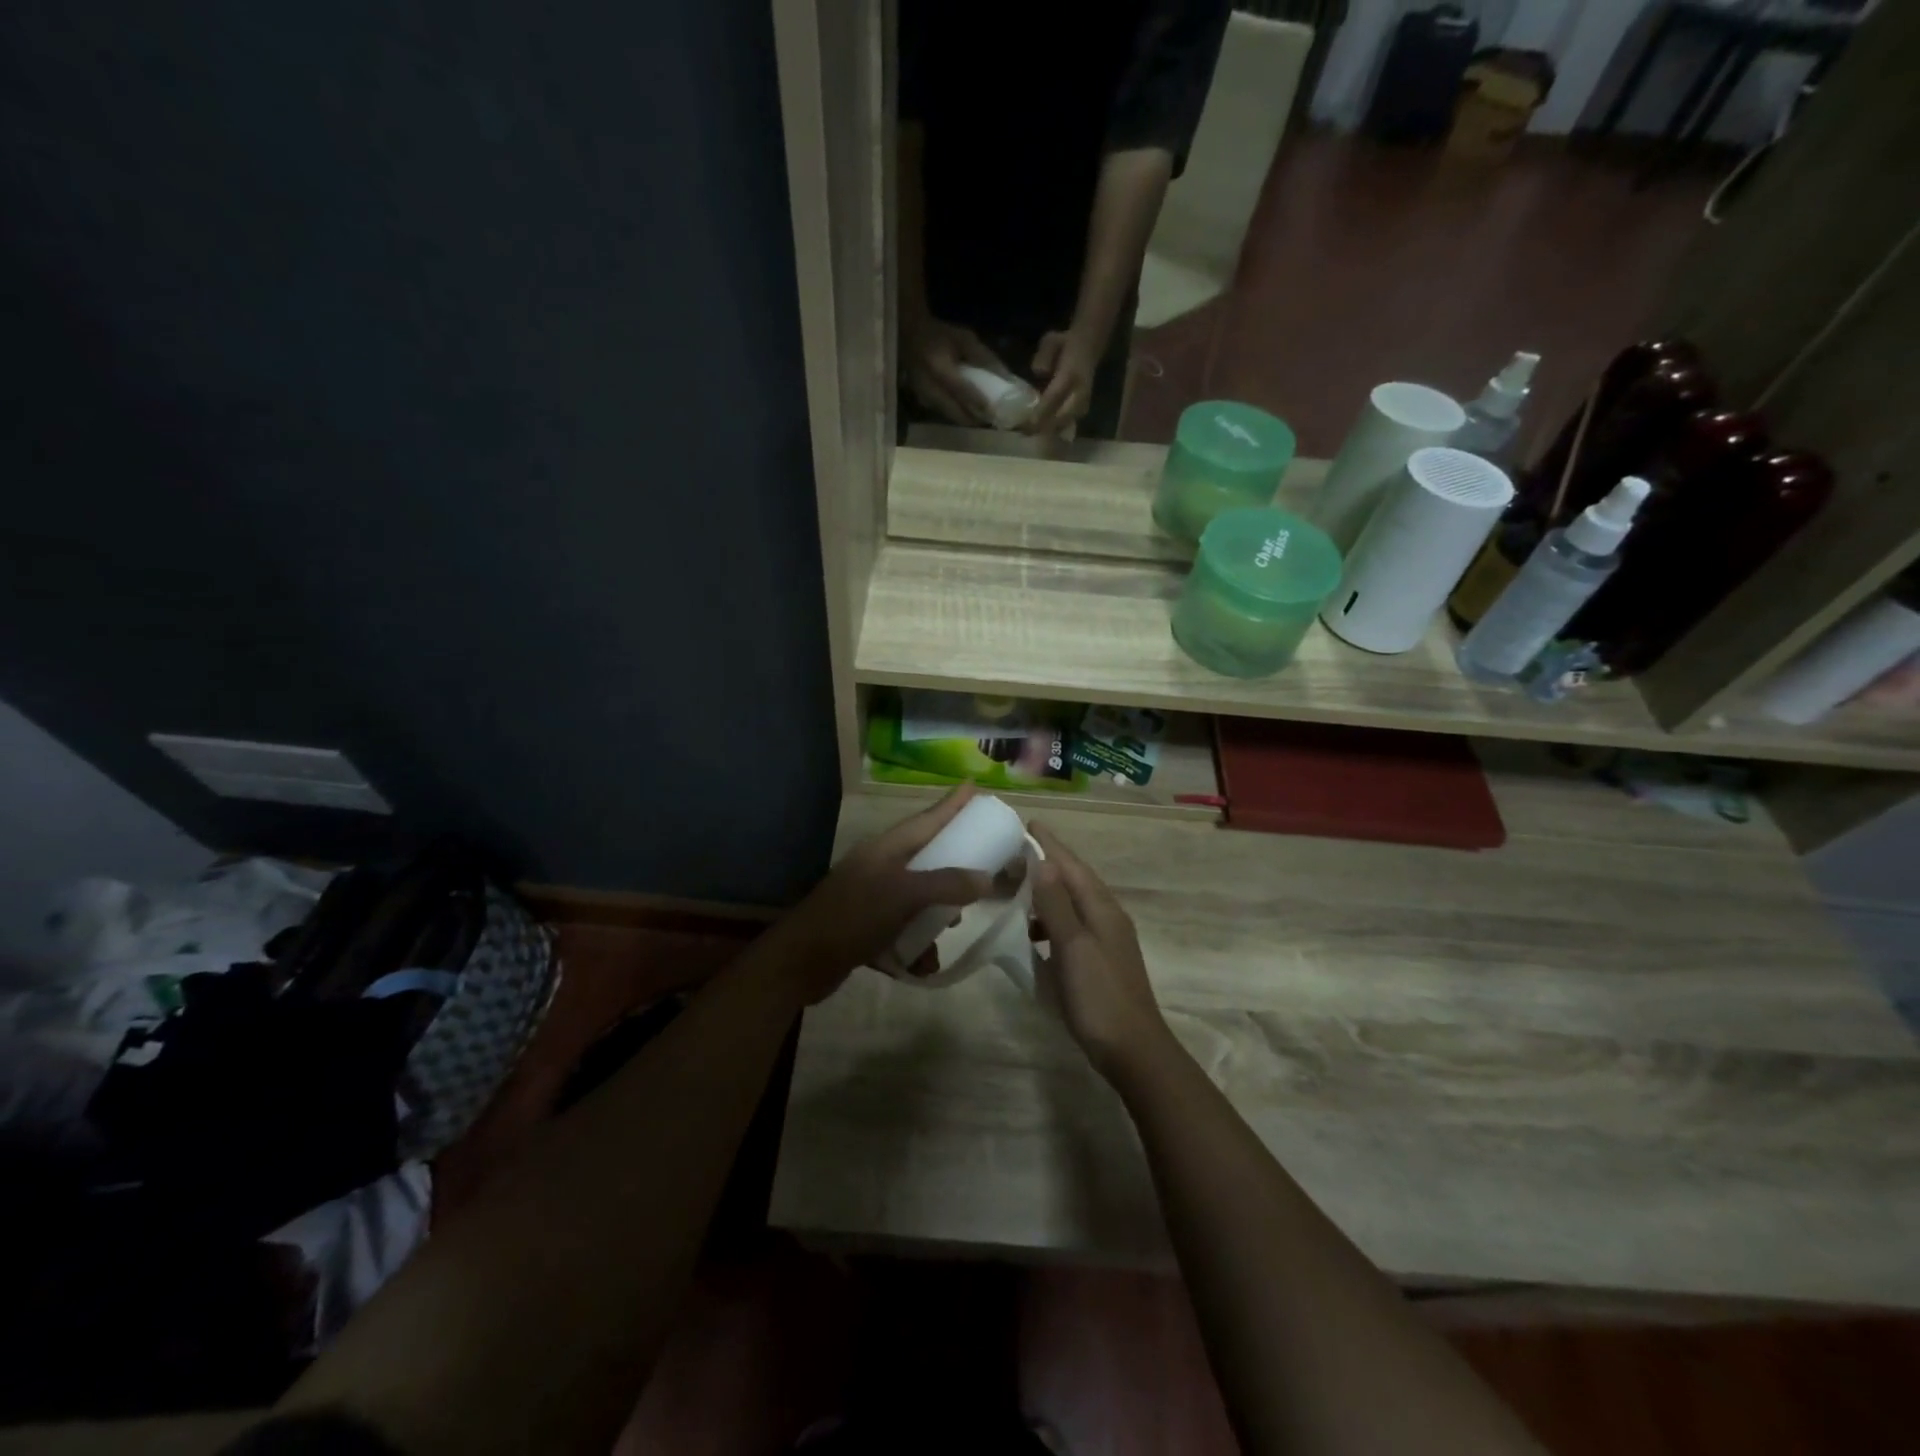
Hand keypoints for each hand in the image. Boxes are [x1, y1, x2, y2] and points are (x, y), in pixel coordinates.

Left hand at [778, 787, 995, 1003]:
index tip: (973, 786)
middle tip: (982, 872)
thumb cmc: (853, 917)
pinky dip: (914, 947)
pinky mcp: (866, 928)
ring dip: (935, 918)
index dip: (951, 804)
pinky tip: (921, 967)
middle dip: (953, 869)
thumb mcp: (903, 896)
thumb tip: (985, 878)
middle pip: (926, 858)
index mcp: (886, 849)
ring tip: (951, 929)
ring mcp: (871, 897)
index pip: (926, 819)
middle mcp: (879, 867)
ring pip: (917, 899)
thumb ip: (946, 884)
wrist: (800, 962)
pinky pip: (902, 931)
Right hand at [905, 316, 1013, 426]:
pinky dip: (958, 415)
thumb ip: (983, 357)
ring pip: (950, 415)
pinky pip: (944, 413)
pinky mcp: (922, 401)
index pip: (961, 389)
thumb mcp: (964, 338)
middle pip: (955, 410)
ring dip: (966, 419)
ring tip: (983, 420)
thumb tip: (1005, 376)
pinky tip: (969, 414)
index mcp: (939, 366)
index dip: (978, 401)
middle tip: (991, 421)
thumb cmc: (940, 334)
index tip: (995, 410)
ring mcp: (923, 396)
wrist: (910, 335)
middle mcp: (929, 386)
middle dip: (974, 418)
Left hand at [1027, 329, 1099, 437]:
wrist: (1088, 347)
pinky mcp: (1083, 409)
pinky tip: (1041, 431)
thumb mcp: (1052, 341)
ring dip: (1047, 431)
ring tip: (1030, 433)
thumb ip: (1044, 357)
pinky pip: (1067, 424)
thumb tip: (1039, 373)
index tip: (1025, 423)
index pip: (1054, 397)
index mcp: (1071, 374)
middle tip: (1023, 432)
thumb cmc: (1065, 344)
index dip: (1040, 412)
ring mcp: (1083, 402)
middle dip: (1041, 427)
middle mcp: (1080, 392)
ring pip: (1064, 424)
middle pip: (1060, 417)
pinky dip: (1054, 429)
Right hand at [1027, 822, 1170, 1077]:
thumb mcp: (1073, 946)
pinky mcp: (1100, 960)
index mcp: (1102, 908)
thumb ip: (1057, 904)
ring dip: (1046, 893)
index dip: (1050, 844)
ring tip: (1016, 890)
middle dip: (1046, 863)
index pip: (1072, 865)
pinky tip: (1032, 933)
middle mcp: (1107, 917)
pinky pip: (1071, 927)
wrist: (1134, 1050)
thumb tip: (1043, 860)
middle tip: (1013, 853)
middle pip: (1074, 880)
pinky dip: (1050, 921)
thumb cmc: (1099, 996)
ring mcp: (1106, 940)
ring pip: (1072, 904)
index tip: (1028, 823)